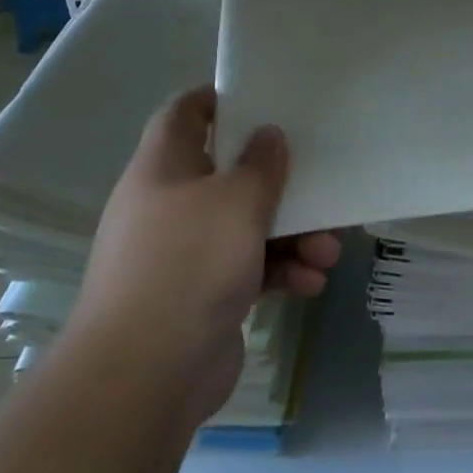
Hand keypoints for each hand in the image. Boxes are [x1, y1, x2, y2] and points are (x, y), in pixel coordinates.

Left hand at [65, 86, 340, 428]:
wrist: (144, 376)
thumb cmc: (188, 265)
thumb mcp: (236, 202)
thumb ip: (260, 164)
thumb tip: (268, 135)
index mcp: (163, 169)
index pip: (184, 115)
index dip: (216, 99)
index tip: (261, 96)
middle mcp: (170, 206)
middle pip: (229, 175)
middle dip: (279, 184)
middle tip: (319, 186)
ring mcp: (184, 255)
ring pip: (247, 227)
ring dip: (293, 235)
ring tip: (328, 252)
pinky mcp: (203, 296)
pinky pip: (250, 269)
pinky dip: (281, 272)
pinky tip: (311, 284)